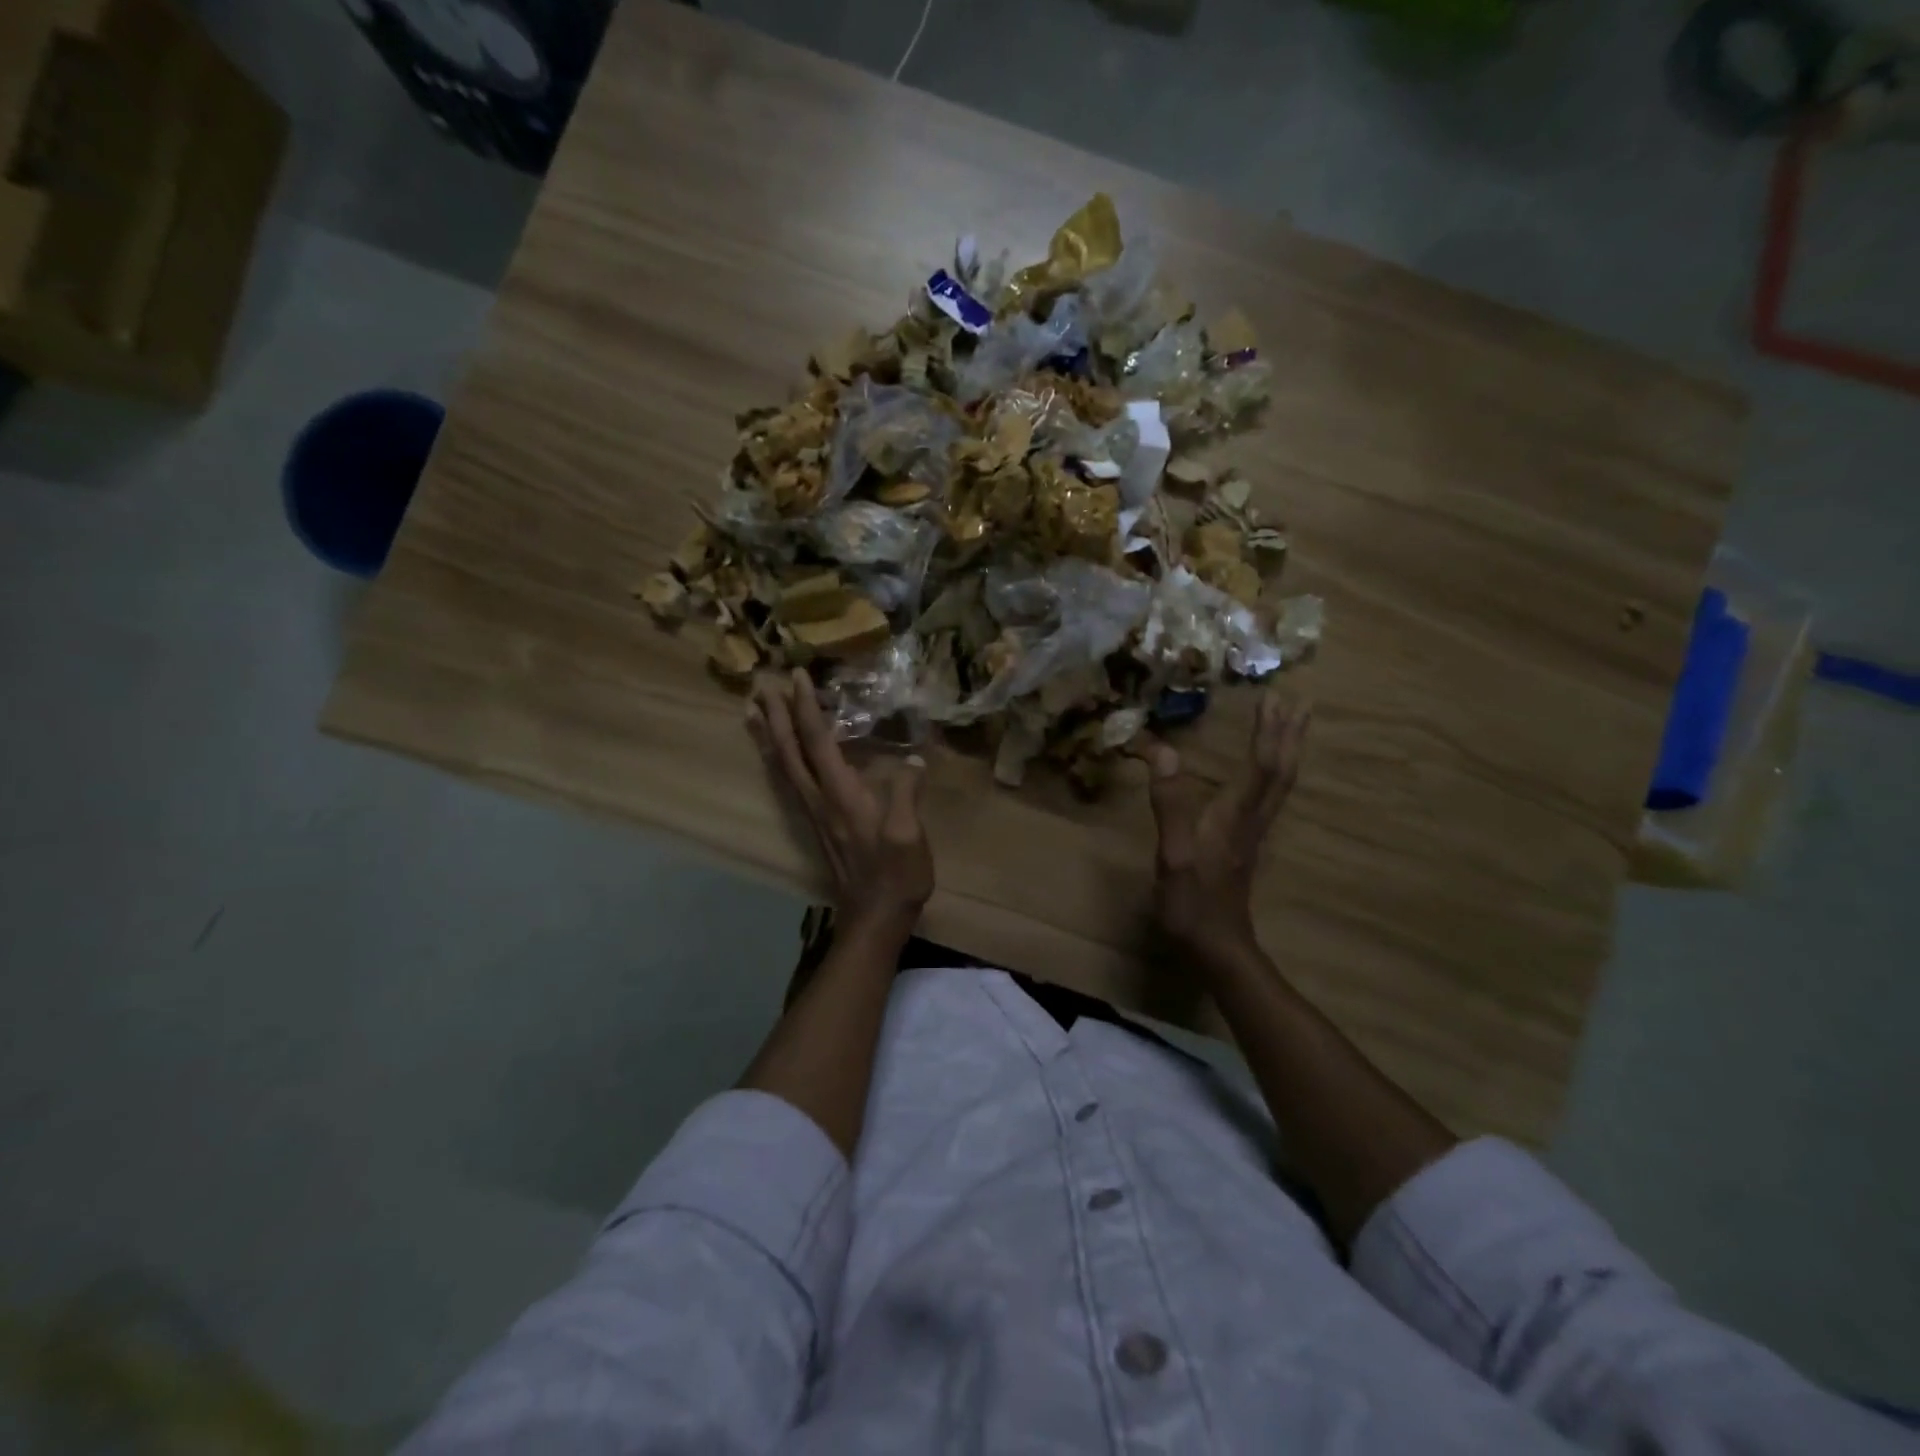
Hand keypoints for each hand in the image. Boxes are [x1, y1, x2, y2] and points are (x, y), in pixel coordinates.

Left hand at [747, 669, 933, 938]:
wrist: (874, 917)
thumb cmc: (896, 875)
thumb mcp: (910, 835)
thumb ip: (907, 794)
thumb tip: (913, 759)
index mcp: (841, 795)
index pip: (818, 742)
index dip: (806, 709)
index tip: (798, 677)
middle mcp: (818, 800)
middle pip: (788, 751)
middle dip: (775, 716)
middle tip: (761, 684)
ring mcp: (814, 813)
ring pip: (782, 767)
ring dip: (767, 736)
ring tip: (753, 711)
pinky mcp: (816, 824)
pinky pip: (789, 782)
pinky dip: (777, 760)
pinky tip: (777, 754)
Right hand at [1140, 693, 1310, 961]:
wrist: (1216, 946)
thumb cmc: (1192, 901)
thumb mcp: (1173, 853)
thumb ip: (1170, 803)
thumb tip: (1163, 750)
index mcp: (1235, 816)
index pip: (1261, 766)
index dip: (1268, 731)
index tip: (1273, 697)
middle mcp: (1251, 819)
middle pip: (1280, 771)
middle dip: (1288, 734)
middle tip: (1299, 701)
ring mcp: (1252, 833)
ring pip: (1279, 784)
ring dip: (1287, 750)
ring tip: (1292, 725)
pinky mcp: (1245, 844)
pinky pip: (1268, 796)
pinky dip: (1274, 772)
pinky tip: (1266, 770)